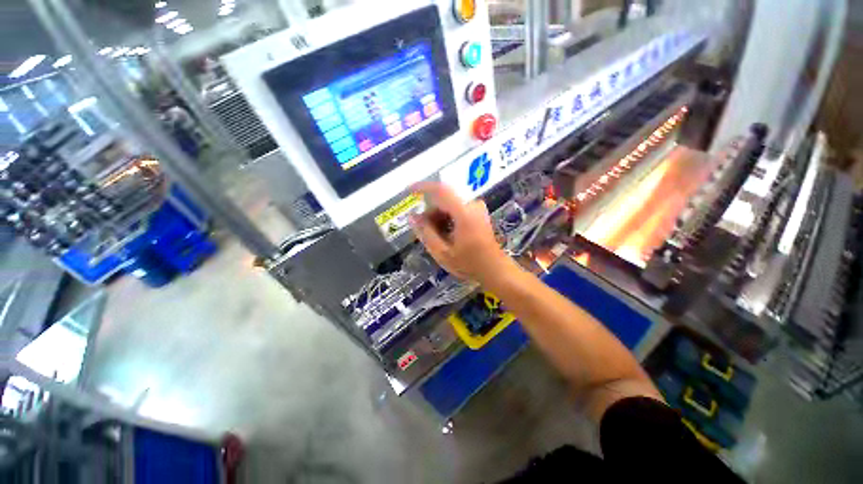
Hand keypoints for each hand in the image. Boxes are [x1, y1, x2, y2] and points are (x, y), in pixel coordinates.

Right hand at [409, 182, 511, 284]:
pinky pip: (457, 208)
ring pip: (449, 204)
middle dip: (430, 212)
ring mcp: (477, 207)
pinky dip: (447, 217)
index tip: (409, 191)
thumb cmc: (469, 264)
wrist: (494, 268)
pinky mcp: (478, 212)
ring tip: (435, 235)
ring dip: (438, 216)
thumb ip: (426, 233)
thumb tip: (413, 217)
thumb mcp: (442, 253)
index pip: (441, 191)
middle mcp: (472, 205)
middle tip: (423, 229)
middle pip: (444, 199)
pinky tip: (446, 233)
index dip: (423, 187)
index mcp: (464, 214)